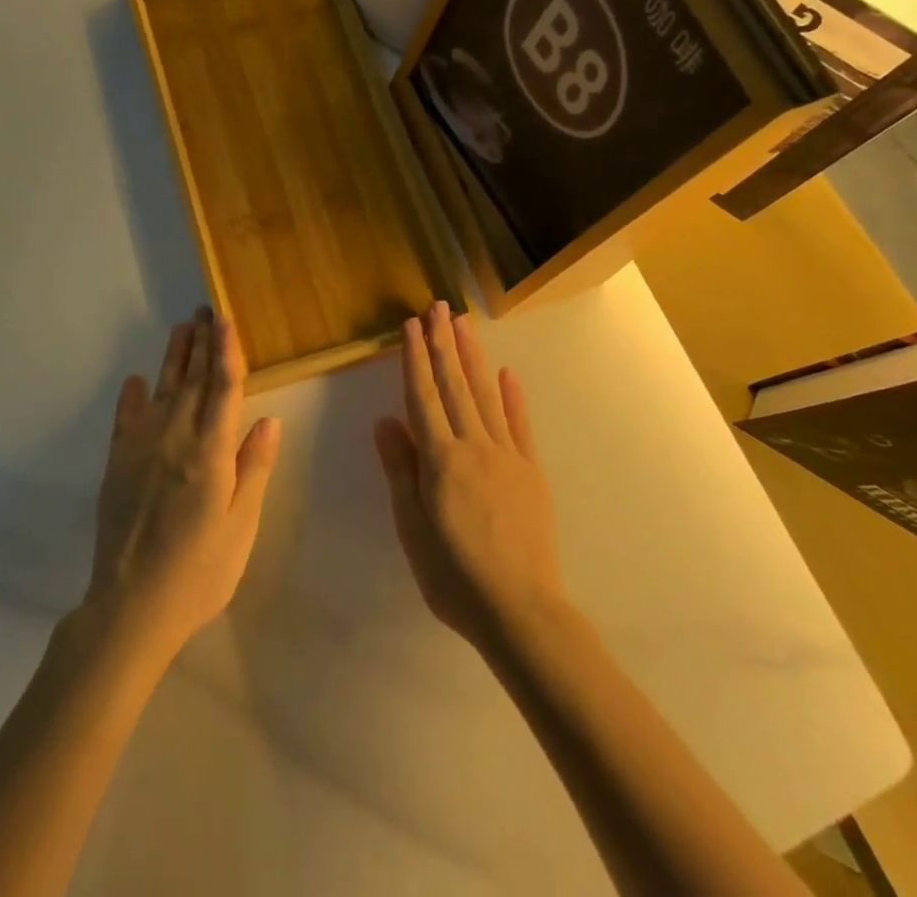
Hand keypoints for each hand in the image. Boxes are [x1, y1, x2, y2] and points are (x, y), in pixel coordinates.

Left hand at [82, 308, 281, 662]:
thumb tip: (268, 420)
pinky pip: (126, 418)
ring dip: (173, 357)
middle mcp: (176, 438)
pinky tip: (135, 380)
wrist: (131, 607)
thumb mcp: (240, 526)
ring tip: (181, 328)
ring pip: (162, 390)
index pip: (223, 388)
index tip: (226, 318)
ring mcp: (142, 448)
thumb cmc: (199, 571)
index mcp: (210, 452)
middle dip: (201, 343)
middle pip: (192, 380)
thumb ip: (253, 468)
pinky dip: (131, 396)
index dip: (226, 350)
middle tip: (206, 310)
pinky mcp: (118, 464)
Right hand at [374, 303, 563, 654]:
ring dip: (472, 357)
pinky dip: (512, 396)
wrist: (520, 611)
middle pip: (455, 385)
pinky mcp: (531, 471)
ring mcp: (507, 455)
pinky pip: (519, 425)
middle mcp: (473, 445)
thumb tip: (385, 420)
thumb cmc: (454, 575)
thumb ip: (401, 470)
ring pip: (485, 395)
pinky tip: (507, 373)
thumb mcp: (412, 527)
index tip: (411, 325)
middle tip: (438, 306)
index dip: (415, 359)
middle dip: (444, 343)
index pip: (422, 396)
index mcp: (440, 459)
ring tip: (464, 324)